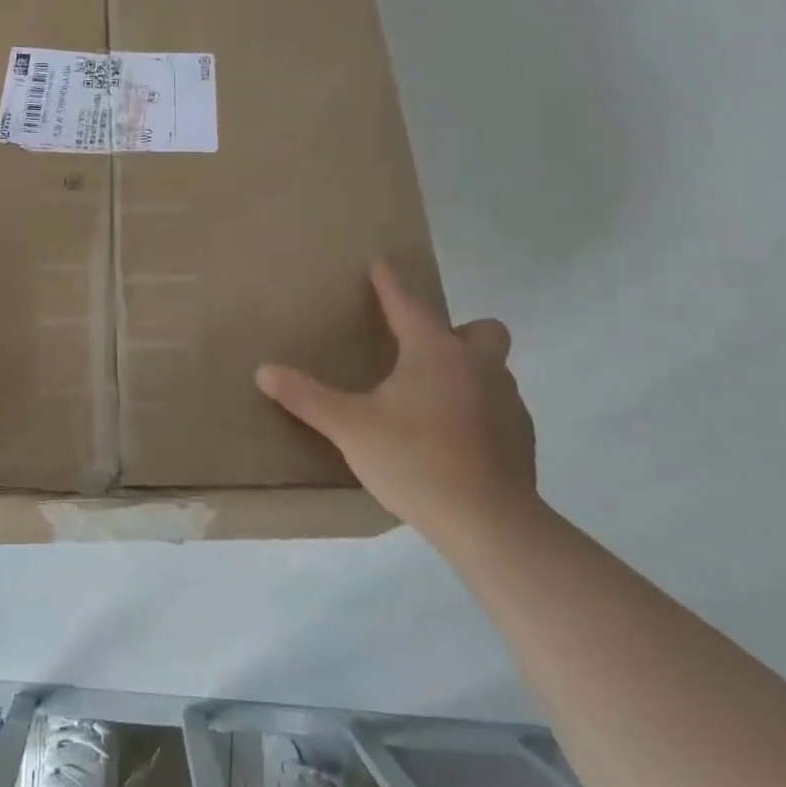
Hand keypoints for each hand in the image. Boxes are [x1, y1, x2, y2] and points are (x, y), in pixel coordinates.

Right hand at [254, 261, 536, 546]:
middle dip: (456, 331)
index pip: (408, 304)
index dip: (390, 283)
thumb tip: (263, 370)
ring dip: (468, 372)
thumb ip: (307, 397)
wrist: (489, 522)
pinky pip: (500, 407)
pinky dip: (479, 411)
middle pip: (481, 329)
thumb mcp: (350, 428)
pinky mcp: (521, 438)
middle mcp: (478, 366)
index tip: (381, 264)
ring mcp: (508, 402)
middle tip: (423, 355)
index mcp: (435, 353)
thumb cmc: (415, 461)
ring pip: (493, 369)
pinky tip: (456, 441)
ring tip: (433, 402)